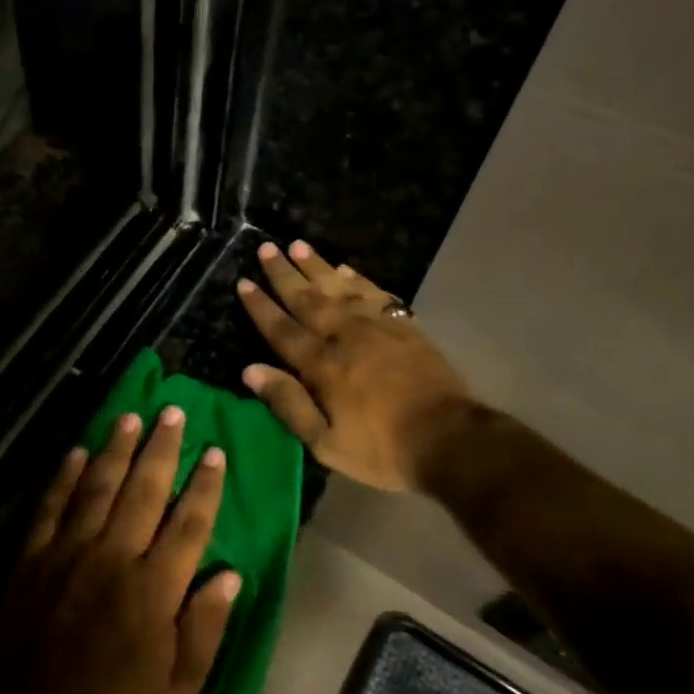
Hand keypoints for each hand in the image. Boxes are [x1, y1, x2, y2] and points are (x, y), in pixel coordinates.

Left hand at [0, 407, 240, 693]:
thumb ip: (206, 629)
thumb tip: (231, 574)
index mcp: (153, 589)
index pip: (188, 523)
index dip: (204, 485)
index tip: (215, 451)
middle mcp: (113, 558)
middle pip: (144, 491)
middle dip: (162, 448)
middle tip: (173, 411)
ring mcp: (68, 554)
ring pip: (98, 487)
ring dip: (116, 449)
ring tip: (130, 417)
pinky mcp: (31, 560)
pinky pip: (51, 507)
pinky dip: (64, 477)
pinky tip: (77, 452)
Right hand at [237, 239, 482, 492]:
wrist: (449, 439)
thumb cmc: (382, 449)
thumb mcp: (326, 443)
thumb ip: (288, 404)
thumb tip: (250, 370)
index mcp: (322, 366)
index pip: (283, 330)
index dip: (261, 307)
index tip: (244, 282)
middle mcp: (345, 337)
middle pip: (308, 299)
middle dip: (284, 274)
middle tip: (265, 248)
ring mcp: (377, 327)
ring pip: (340, 288)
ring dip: (316, 266)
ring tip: (298, 245)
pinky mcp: (404, 326)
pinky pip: (375, 293)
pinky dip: (357, 278)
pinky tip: (345, 268)